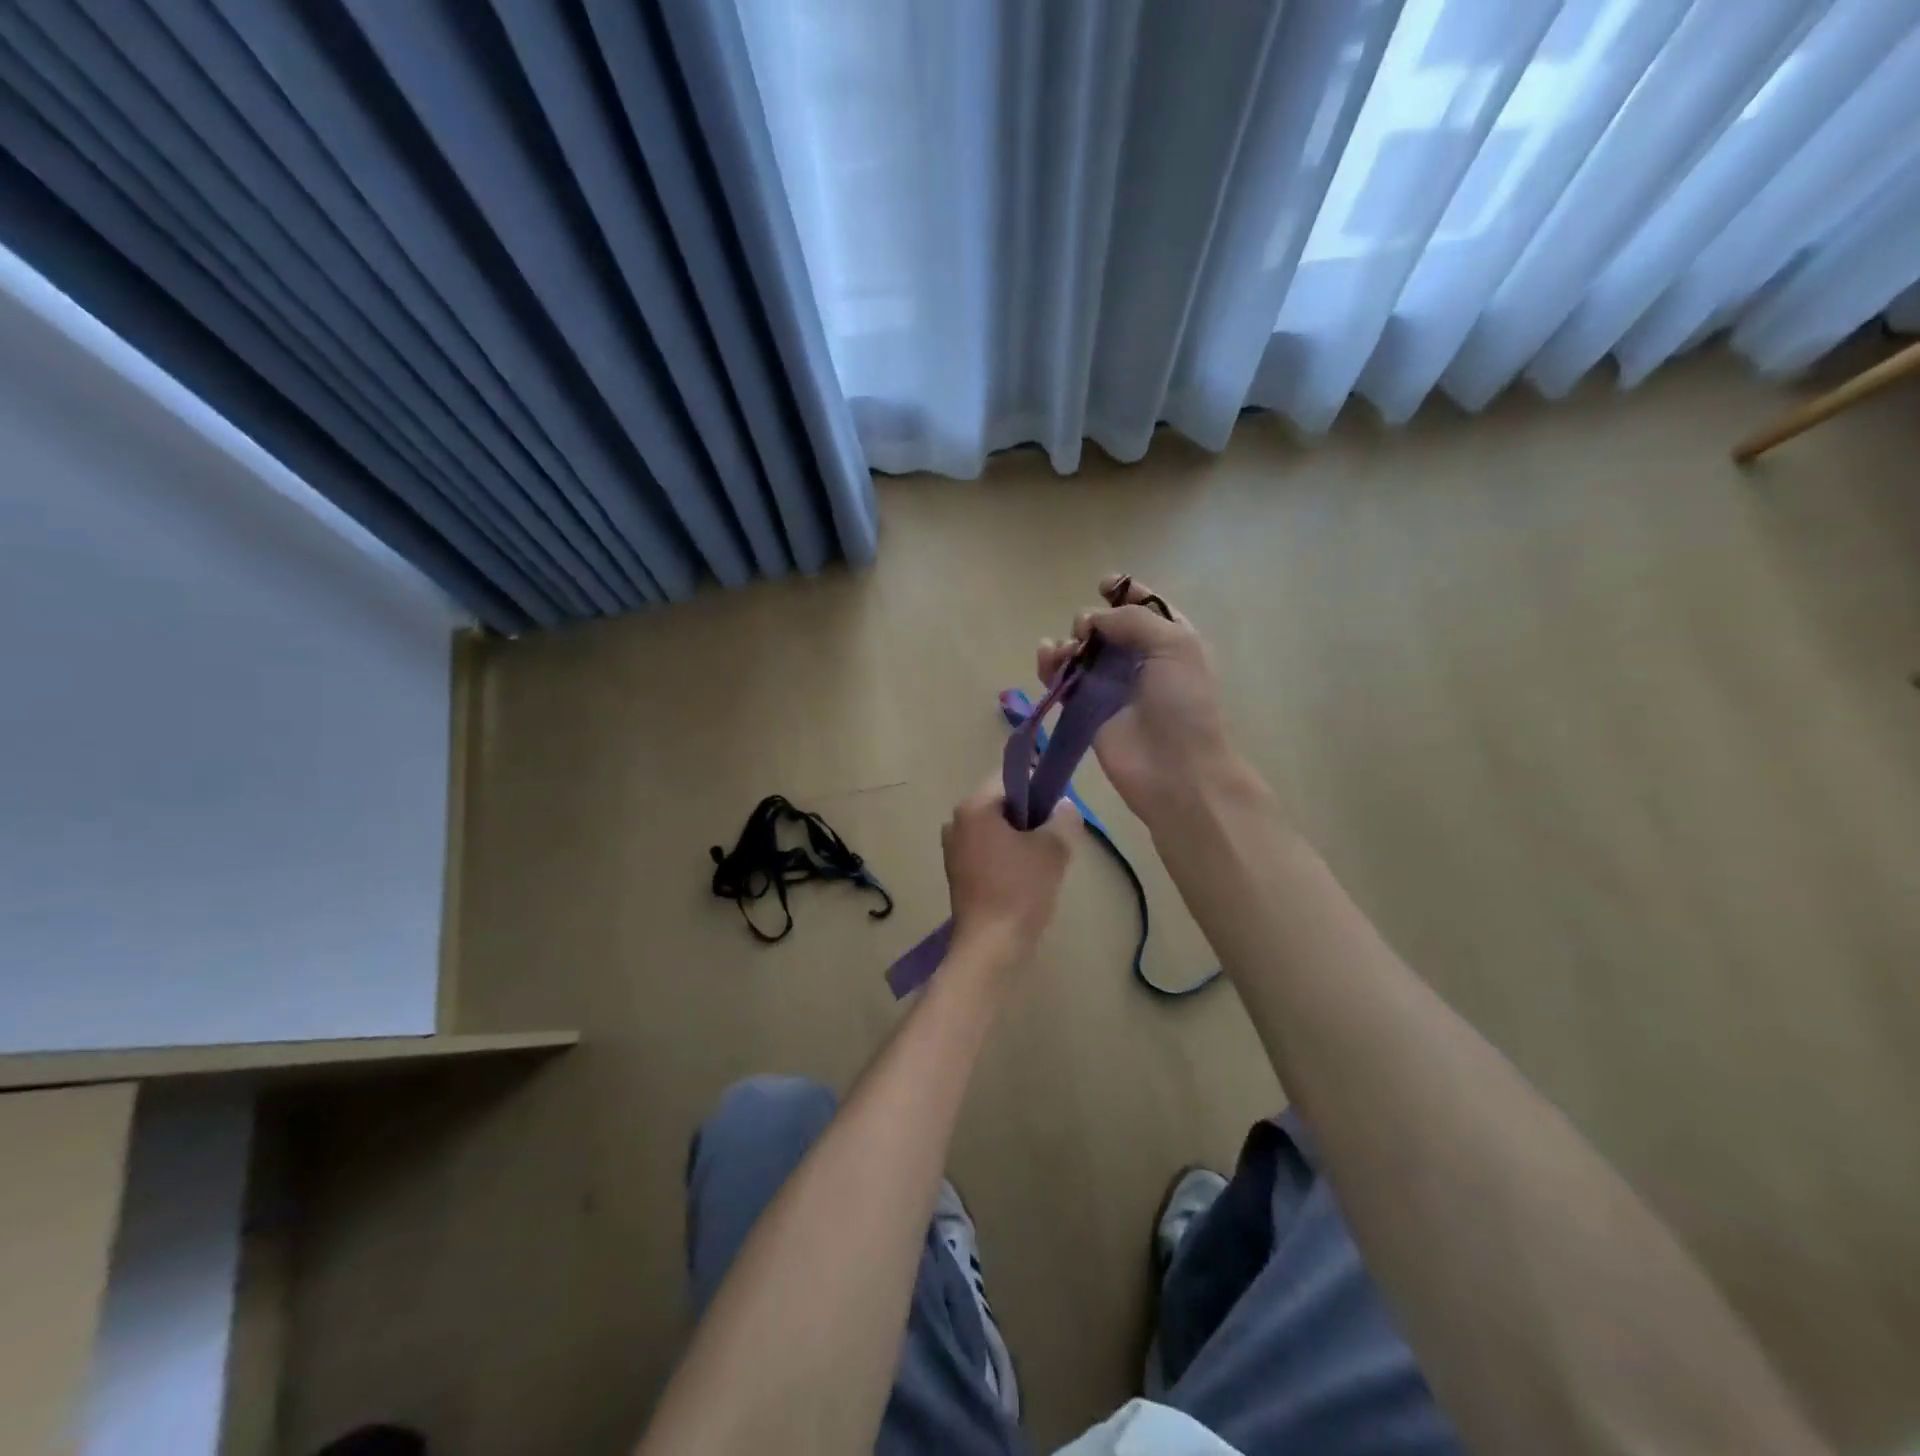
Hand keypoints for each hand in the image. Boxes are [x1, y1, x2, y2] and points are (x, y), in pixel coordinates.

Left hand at [941, 778, 1077, 964]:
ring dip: (1020, 838)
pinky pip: (987, 850)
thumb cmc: (1020, 890)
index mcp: (974, 807)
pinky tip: (1026, 878)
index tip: (1059, 804)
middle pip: (1001, 804)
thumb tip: (1064, 805)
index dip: (1038, 784)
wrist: (990, 946)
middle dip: (1030, 815)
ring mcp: (953, 849)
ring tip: (1044, 860)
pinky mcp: (957, 873)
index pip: (1009, 778)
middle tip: (1056, 835)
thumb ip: (1063, 818)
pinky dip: (1007, 856)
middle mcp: (956, 822)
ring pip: (996, 829)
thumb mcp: (1052, 849)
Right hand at [1037, 574, 1237, 826]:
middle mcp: (1139, 658)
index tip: (1103, 586)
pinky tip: (1047, 659)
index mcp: (1170, 638)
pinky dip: (1050, 665)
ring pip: (1079, 651)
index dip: (1123, 592)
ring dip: (1068, 643)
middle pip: (1105, 626)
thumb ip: (1132, 620)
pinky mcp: (1085, 709)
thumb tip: (1092, 621)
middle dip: (1091, 620)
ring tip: (1066, 653)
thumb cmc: (1183, 703)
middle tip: (1089, 634)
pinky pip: (1062, 679)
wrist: (1175, 769)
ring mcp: (1110, 685)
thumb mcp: (1174, 644)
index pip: (1144, 605)